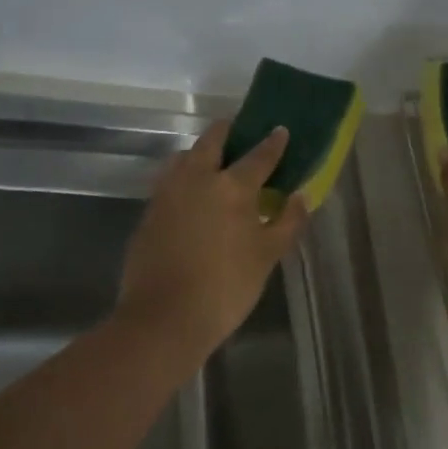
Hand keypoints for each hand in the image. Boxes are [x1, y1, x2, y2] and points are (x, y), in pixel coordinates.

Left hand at [117, 121, 308, 353]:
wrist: (164, 318)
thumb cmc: (226, 287)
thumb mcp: (267, 256)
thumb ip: (287, 222)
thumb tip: (299, 197)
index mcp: (232, 187)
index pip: (259, 155)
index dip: (273, 142)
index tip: (280, 130)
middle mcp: (197, 179)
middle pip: (212, 141)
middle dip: (228, 132)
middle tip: (240, 133)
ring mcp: (167, 193)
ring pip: (184, 158)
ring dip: (200, 153)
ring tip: (213, 164)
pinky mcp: (148, 212)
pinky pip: (169, 181)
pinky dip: (183, 177)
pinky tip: (192, 195)